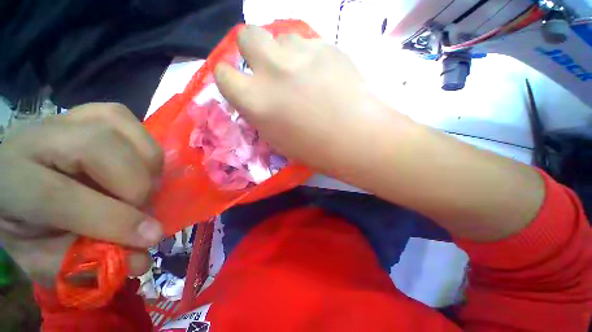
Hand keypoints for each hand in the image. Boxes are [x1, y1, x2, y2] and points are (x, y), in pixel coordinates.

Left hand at [0, 103, 163, 286]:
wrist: (18, 176)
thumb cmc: (26, 221)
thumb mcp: (43, 255)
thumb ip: (86, 264)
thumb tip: (141, 262)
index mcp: (10, 179)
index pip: (60, 197)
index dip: (112, 220)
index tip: (151, 238)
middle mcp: (37, 135)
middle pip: (99, 149)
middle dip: (135, 186)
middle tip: (142, 209)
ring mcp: (68, 116)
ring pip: (123, 131)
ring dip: (146, 166)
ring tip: (139, 187)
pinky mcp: (93, 111)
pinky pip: (129, 120)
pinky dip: (144, 145)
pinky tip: (137, 163)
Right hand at [214, 26, 394, 174]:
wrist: (354, 138)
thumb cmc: (313, 148)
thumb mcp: (276, 138)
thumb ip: (260, 112)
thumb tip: (255, 95)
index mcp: (254, 100)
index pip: (222, 74)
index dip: (229, 76)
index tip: (239, 81)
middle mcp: (271, 70)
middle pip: (246, 35)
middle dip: (252, 48)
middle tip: (268, 66)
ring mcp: (300, 53)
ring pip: (281, 37)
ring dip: (285, 53)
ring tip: (302, 73)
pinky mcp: (326, 46)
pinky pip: (308, 43)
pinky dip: (309, 55)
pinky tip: (322, 73)